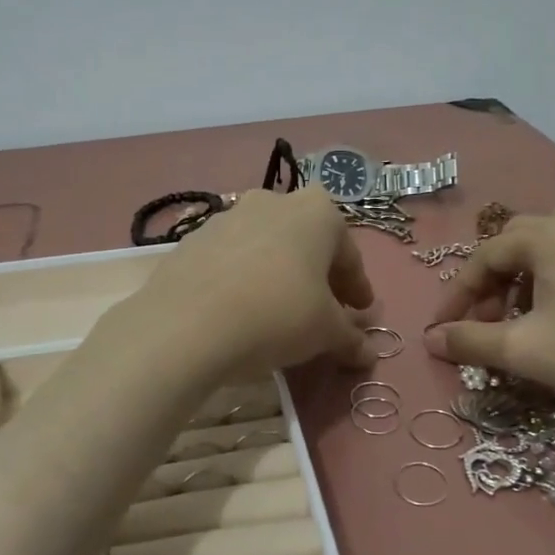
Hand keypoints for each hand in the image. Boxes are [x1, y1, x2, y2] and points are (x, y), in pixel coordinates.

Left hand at [129, 186, 376, 378]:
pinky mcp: (192, 239)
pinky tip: (239, 310)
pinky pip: (230, 259)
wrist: (187, 324)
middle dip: (317, 274)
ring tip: (278, 311)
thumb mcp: (326, 333)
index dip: (356, 286)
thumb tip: (366, 353)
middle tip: (322, 309)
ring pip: (265, 246)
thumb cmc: (278, 315)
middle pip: (305, 242)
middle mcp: (272, 202)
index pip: (347, 252)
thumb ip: (351, 338)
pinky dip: (242, 279)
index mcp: (316, 212)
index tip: (360, 312)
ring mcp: (227, 216)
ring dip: (277, 273)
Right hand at [424, 206, 554, 446]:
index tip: (441, 331)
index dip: (457, 295)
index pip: (484, 256)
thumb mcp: (526, 351)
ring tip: (523, 325)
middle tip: (483, 325)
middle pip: (518, 246)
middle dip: (491, 285)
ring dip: (526, 284)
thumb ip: (470, 341)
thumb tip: (429, 339)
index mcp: (550, 233)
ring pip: (554, 253)